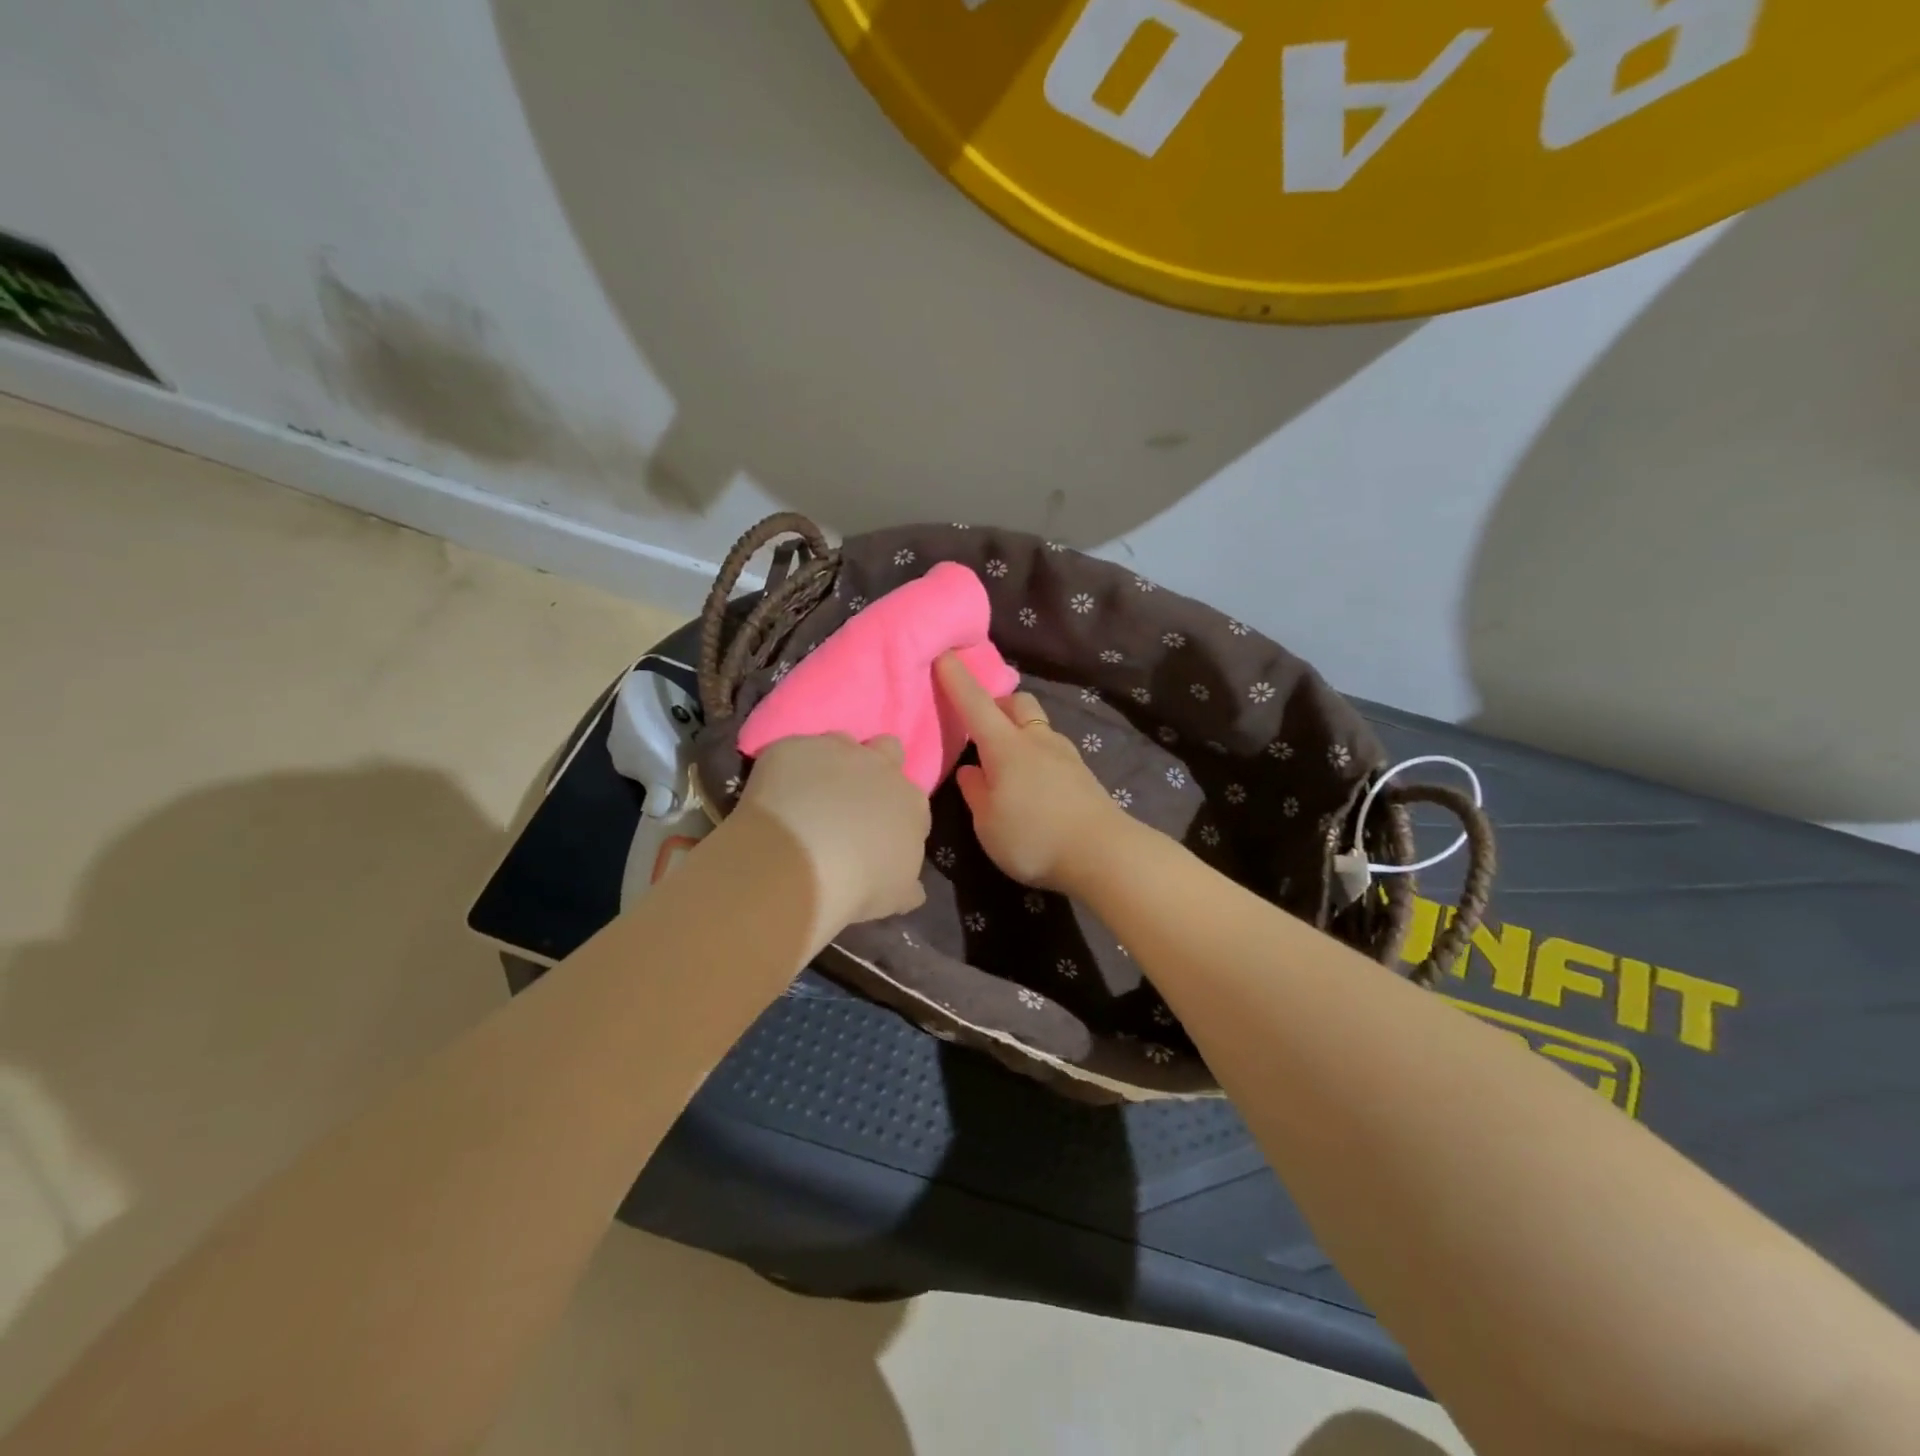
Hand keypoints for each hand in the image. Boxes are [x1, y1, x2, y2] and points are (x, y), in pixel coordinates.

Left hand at [736, 733, 929, 940]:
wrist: (802, 862)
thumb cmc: (860, 884)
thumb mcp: (895, 896)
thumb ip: (907, 885)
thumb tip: (913, 889)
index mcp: (911, 803)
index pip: (913, 800)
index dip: (895, 813)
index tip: (879, 832)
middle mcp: (881, 767)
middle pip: (889, 749)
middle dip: (876, 764)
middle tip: (853, 796)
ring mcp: (837, 750)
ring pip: (841, 741)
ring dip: (832, 761)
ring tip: (810, 793)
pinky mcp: (794, 747)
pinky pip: (794, 752)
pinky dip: (788, 769)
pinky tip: (775, 796)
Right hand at [935, 653, 1127, 891]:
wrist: (1103, 853)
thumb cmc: (1033, 837)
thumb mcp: (988, 823)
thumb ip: (975, 792)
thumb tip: (970, 769)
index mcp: (1005, 746)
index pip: (976, 703)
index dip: (957, 679)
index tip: (944, 655)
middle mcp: (1036, 740)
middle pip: (1017, 702)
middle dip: (997, 703)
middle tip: (981, 724)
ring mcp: (1065, 754)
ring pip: (1038, 725)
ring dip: (1020, 731)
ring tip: (1007, 762)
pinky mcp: (1082, 773)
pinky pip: (1052, 749)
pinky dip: (1037, 754)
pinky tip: (1033, 783)